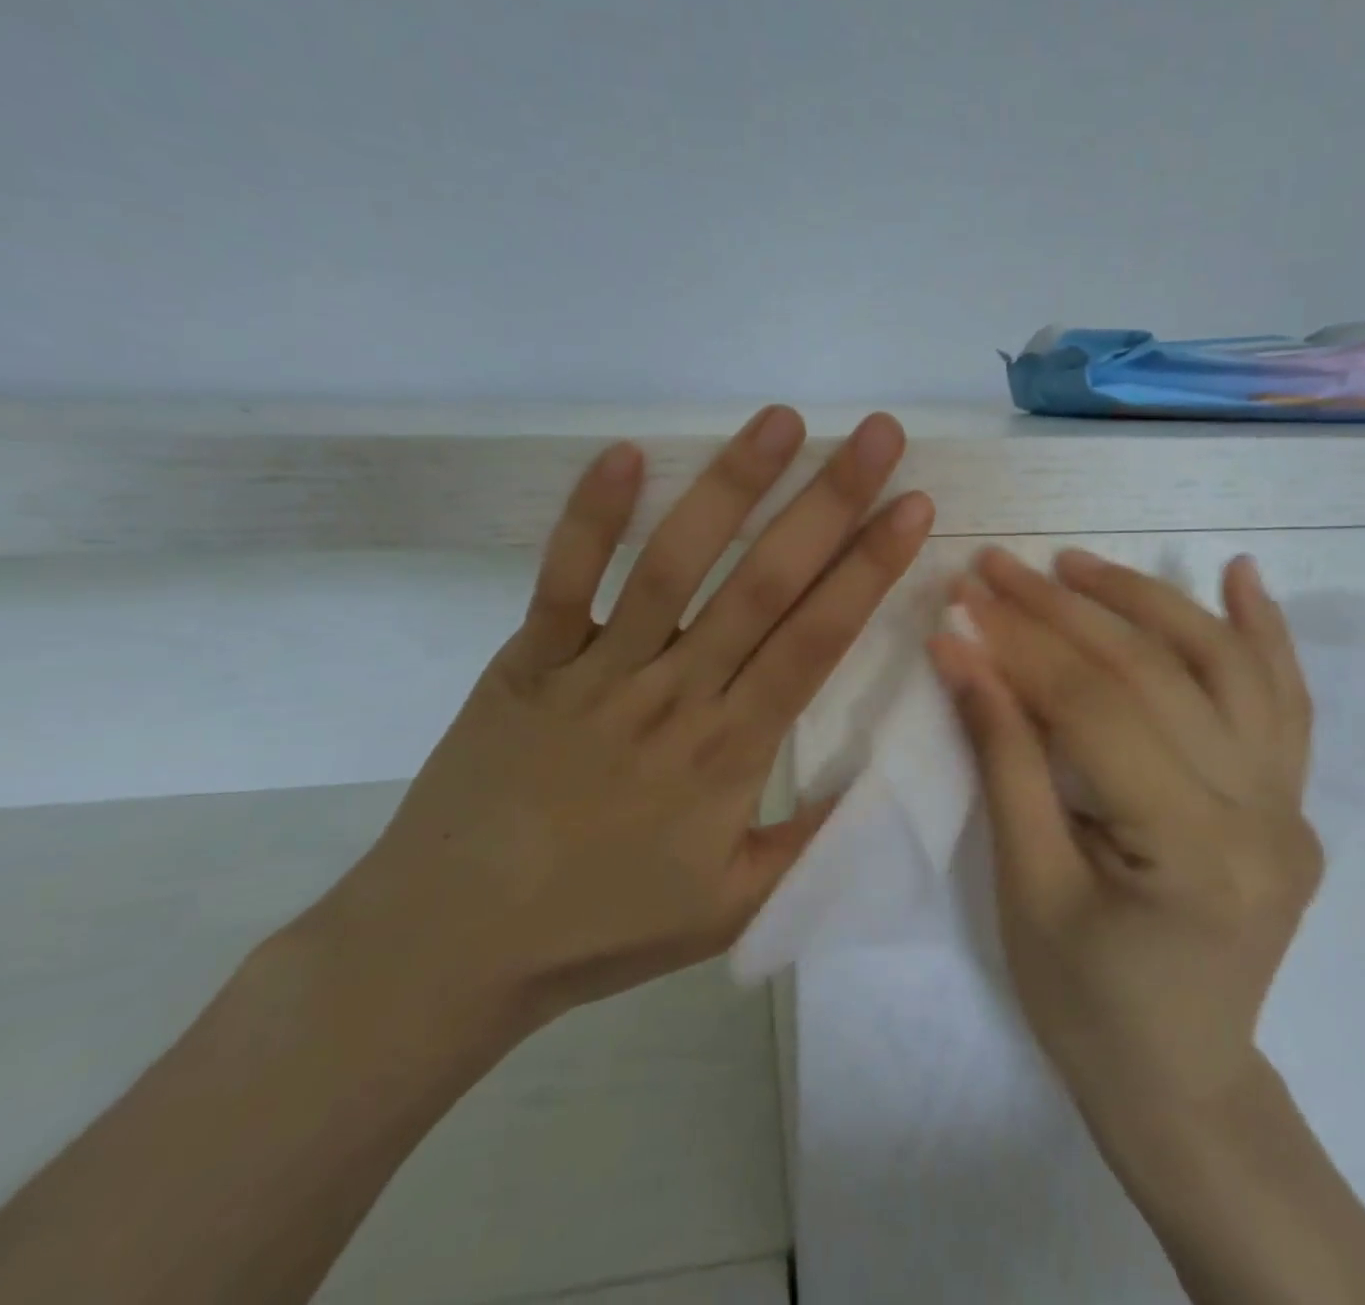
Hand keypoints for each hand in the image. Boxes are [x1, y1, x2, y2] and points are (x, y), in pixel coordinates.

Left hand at [312, 406, 933, 1041]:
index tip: (913, 506)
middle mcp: (675, 694)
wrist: (452, 945)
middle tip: (877, 434)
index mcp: (731, 751)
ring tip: (781, 420)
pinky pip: (564, 579)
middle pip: (765, 583)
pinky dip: (592, 516)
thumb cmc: (603, 926)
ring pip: (675, 564)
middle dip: (829, 502)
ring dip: (732, 486)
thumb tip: (880, 778)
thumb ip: (810, 843)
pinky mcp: (529, 660)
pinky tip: (626, 452)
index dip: (869, 568)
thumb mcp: (733, 908)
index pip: (817, 639)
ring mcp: (597, 670)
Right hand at [929, 546, 1319, 1121]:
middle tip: (998, 568)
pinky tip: (1238, 573)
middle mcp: (1262, 816)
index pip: (1095, 711)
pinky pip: (1284, 700)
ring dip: (1147, 601)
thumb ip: (1003, 756)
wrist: (1178, 1080)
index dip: (1020, 649)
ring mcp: (1290, 805)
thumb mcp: (1026, 884)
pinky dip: (1261, 630)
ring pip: (1224, 666)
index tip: (960, 602)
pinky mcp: (1291, 801)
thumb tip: (960, 651)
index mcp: (1194, 853)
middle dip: (1063, 612)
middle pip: (1154, 675)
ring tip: (1077, 565)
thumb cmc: (1084, 1001)